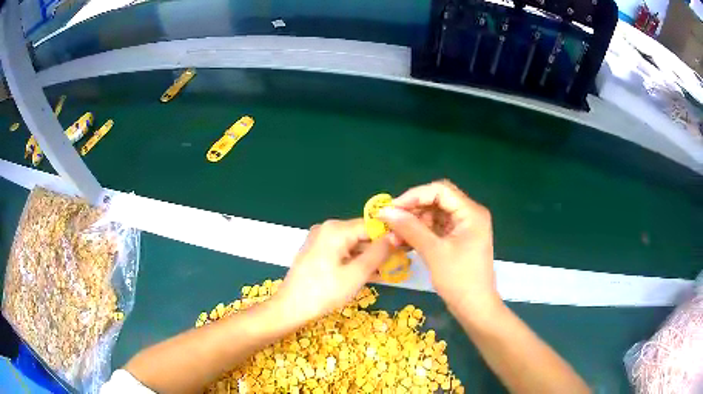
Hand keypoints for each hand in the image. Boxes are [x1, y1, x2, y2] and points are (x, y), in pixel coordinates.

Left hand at [275, 219, 391, 322]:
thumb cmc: (324, 292)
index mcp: (336, 229)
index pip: (371, 225)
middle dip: (381, 248)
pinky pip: (342, 251)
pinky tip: (371, 273)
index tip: (407, 247)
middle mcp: (327, 228)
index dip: (390, 235)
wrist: (290, 307)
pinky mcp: (317, 251)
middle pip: (361, 234)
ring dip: (370, 257)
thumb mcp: (356, 274)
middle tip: (401, 261)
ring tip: (390, 269)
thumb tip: (396, 236)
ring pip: (353, 244)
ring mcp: (320, 240)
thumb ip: (378, 253)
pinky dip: (356, 261)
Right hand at [379, 180, 500, 316]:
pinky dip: (420, 233)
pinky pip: (436, 229)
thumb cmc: (459, 280)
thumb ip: (410, 228)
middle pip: (437, 201)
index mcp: (471, 212)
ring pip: (434, 215)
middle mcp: (469, 215)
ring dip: (414, 223)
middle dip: (413, 210)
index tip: (392, 208)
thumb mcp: (434, 252)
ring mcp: (464, 228)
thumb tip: (385, 211)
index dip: (414, 195)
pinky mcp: (458, 240)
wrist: (475, 308)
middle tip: (391, 221)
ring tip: (394, 236)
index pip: (440, 191)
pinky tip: (404, 242)